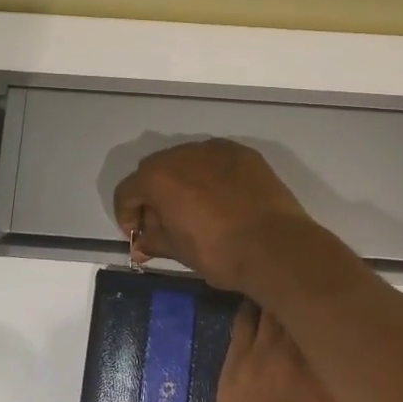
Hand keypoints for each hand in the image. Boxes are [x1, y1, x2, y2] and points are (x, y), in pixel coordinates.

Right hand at [112, 139, 311, 291]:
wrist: (276, 246)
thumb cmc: (219, 252)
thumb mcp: (179, 251)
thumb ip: (154, 241)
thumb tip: (140, 245)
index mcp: (159, 177)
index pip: (127, 190)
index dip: (127, 214)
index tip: (138, 235)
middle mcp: (183, 153)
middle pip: (155, 170)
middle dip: (153, 195)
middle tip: (163, 224)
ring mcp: (216, 149)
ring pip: (187, 161)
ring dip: (182, 182)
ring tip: (195, 210)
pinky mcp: (244, 154)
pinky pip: (215, 161)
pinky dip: (210, 176)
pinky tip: (221, 200)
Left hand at [205, 303, 371, 401]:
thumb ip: (366, 391)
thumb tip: (369, 362)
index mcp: (339, 369)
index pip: (344, 315)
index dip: (346, 303)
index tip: (351, 299)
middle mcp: (301, 351)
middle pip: (306, 301)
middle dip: (314, 292)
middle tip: (320, 288)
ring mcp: (262, 354)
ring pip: (272, 304)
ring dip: (282, 296)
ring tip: (290, 290)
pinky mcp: (234, 363)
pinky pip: (244, 319)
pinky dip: (256, 308)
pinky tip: (262, 305)